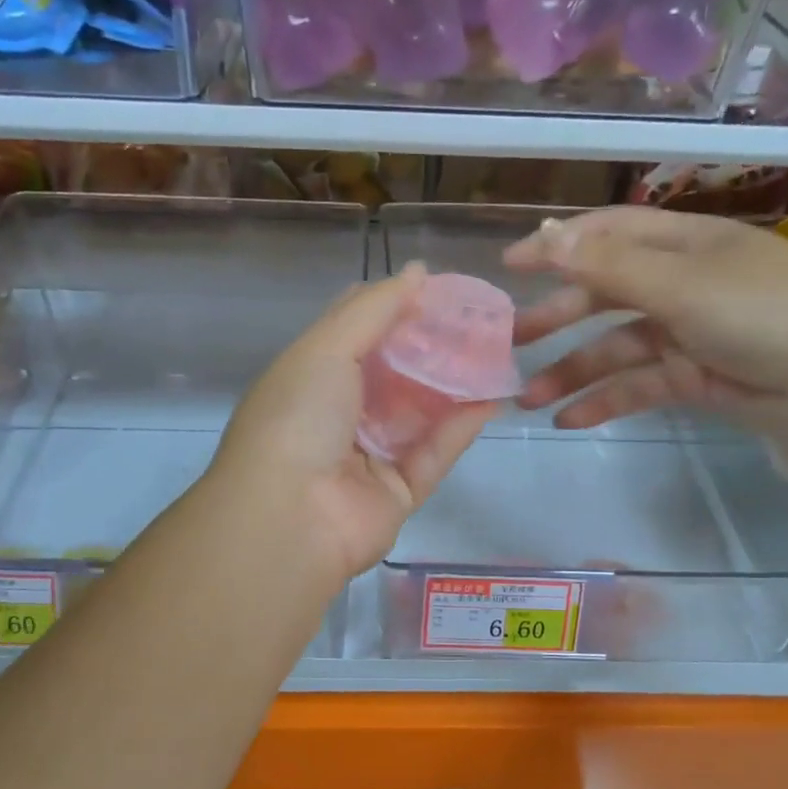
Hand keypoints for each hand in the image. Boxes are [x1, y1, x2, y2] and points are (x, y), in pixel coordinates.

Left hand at [209, 264, 497, 583]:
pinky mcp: (398, 492)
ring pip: (420, 413)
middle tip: (480, 320)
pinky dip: (461, 427)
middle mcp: (339, 415)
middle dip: (433, 346)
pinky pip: (435, 454)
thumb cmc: (299, 417)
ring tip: (498, 350)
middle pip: (395, 373)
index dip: (396, 308)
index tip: (440, 289)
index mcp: (311, 377)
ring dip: (454, 384)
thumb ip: (373, 309)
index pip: (358, 333)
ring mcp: (369, 456)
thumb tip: (417, 272)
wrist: (290, 516)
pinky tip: (493, 397)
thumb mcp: (326, 347)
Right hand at [503, 207, 787, 431]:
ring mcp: (686, 333)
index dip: (557, 247)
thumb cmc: (768, 313)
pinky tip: (569, 420)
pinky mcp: (693, 377)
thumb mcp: (684, 285)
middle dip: (556, 318)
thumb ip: (611, 267)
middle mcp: (680, 283)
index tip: (509, 268)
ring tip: (527, 399)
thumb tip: (547, 238)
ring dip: (571, 372)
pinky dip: (604, 402)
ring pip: (614, 349)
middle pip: (603, 295)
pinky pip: (637, 387)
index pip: (607, 235)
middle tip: (509, 343)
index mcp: (682, 245)